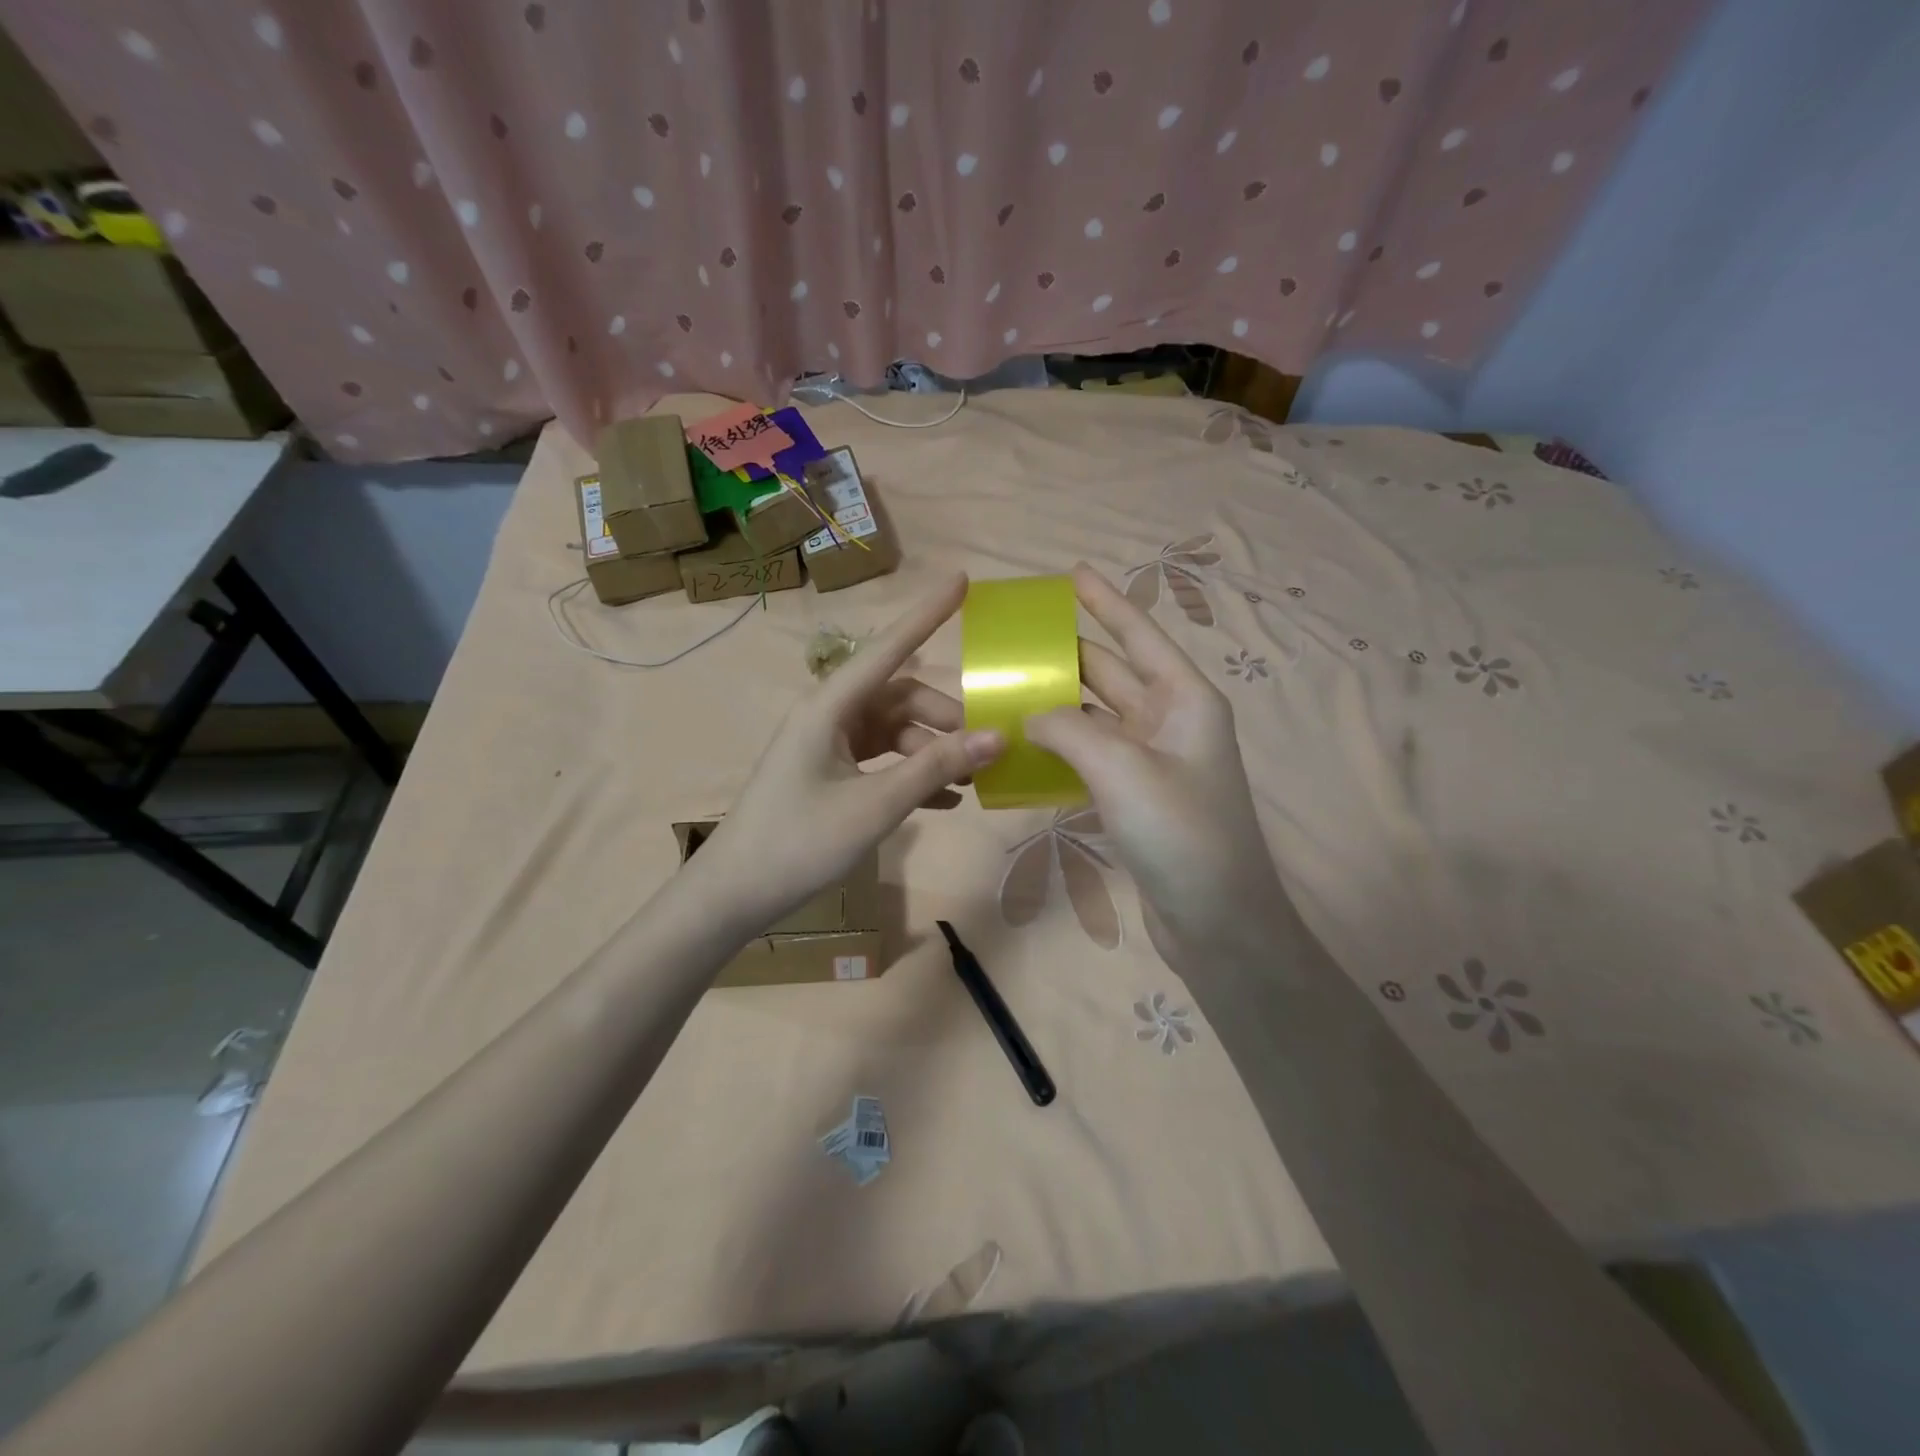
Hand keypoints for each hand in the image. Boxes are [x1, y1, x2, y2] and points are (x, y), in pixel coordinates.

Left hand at [694, 573, 1004, 927]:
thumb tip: (997, 737)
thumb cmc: (800, 842)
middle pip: (900, 697)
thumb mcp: (875, 805)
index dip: (927, 613)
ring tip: (970, 781)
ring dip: (932, 751)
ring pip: (894, 731)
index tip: (962, 579)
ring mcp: (828, 745)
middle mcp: (829, 715)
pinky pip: (881, 760)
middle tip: (986, 748)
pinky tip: (945, 801)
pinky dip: (912, 774)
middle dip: (944, 718)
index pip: (888, 648)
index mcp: (830, 706)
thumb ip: (935, 767)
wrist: (736, 894)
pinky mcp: (830, 774)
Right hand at [1025, 564, 1288, 968]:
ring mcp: (1153, 763)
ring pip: (1097, 718)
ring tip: (1008, 690)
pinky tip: (1024, 748)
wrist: (1218, 922)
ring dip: (1057, 705)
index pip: (1139, 635)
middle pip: (1112, 673)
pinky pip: (1091, 759)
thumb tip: (1030, 716)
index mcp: (1184, 699)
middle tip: (1017, 641)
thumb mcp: (1122, 768)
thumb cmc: (1181, 832)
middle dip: (1068, 654)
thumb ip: (1068, 728)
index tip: (1073, 573)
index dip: (1106, 602)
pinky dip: (1061, 749)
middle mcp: (1171, 722)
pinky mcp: (1136, 800)